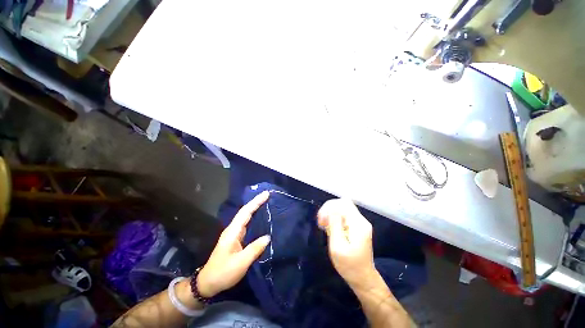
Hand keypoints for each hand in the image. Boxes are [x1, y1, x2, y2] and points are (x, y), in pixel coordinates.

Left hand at [197, 191, 270, 296]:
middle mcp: (233, 229)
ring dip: (255, 207)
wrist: (208, 283)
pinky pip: (247, 223)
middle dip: (256, 201)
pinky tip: (260, 217)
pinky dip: (254, 216)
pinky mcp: (236, 239)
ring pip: (246, 216)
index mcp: (233, 232)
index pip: (246, 212)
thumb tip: (268, 237)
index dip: (256, 202)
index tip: (266, 194)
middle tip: (268, 195)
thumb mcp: (240, 263)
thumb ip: (255, 249)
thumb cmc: (223, 273)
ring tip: (266, 202)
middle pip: (245, 211)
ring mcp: (234, 233)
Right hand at [317, 199, 376, 289]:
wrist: (363, 279)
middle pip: (342, 204)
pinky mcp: (357, 227)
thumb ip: (335, 225)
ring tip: (324, 226)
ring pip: (342, 209)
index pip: (343, 203)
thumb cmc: (349, 266)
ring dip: (331, 214)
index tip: (322, 220)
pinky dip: (335, 219)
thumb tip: (331, 208)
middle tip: (321, 223)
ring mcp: (360, 223)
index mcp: (358, 224)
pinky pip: (344, 216)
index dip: (330, 207)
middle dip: (329, 210)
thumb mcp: (338, 246)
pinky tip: (330, 228)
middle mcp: (361, 220)